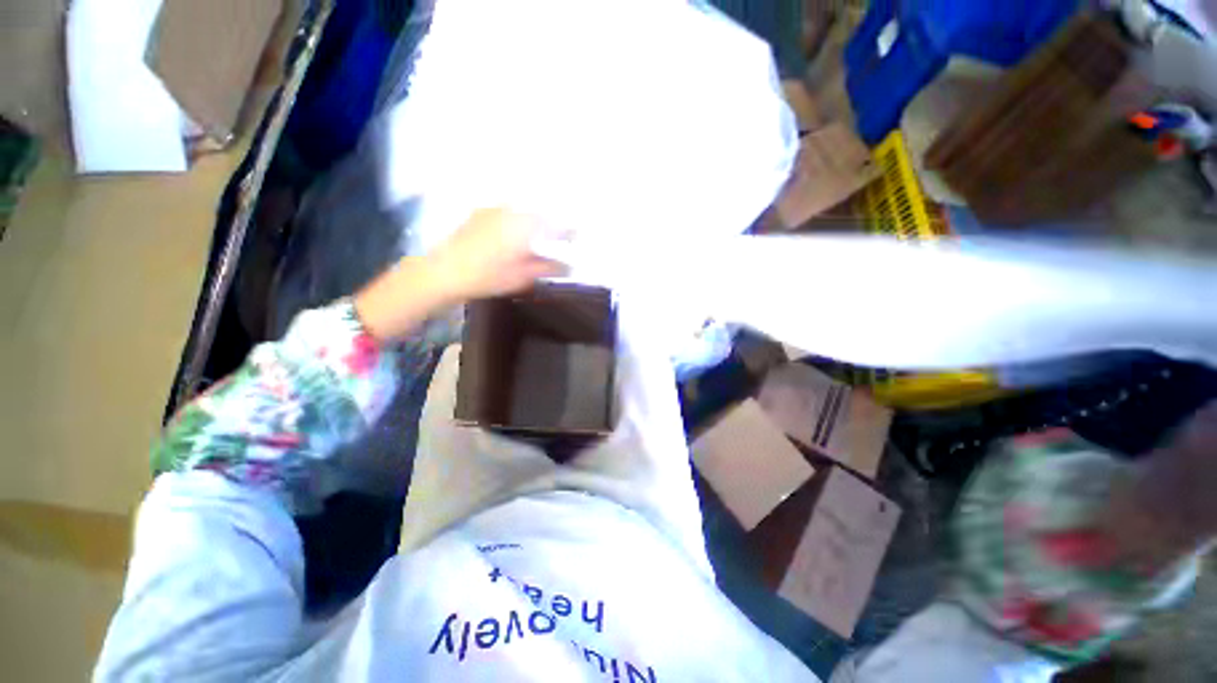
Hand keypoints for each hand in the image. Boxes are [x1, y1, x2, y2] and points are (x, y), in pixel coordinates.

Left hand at [426, 208, 567, 301]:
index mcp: (526, 225)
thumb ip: (550, 268)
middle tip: (562, 238)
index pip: (556, 223)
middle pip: (542, 213)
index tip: (577, 238)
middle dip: (555, 224)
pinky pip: (510, 211)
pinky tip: (518, 235)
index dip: (570, 230)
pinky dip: (520, 220)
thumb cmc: (489, 275)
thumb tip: (569, 266)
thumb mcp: (524, 275)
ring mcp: (495, 209)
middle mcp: (513, 210)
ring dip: (537, 221)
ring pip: (525, 211)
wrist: (445, 270)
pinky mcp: (482, 213)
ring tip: (542, 237)